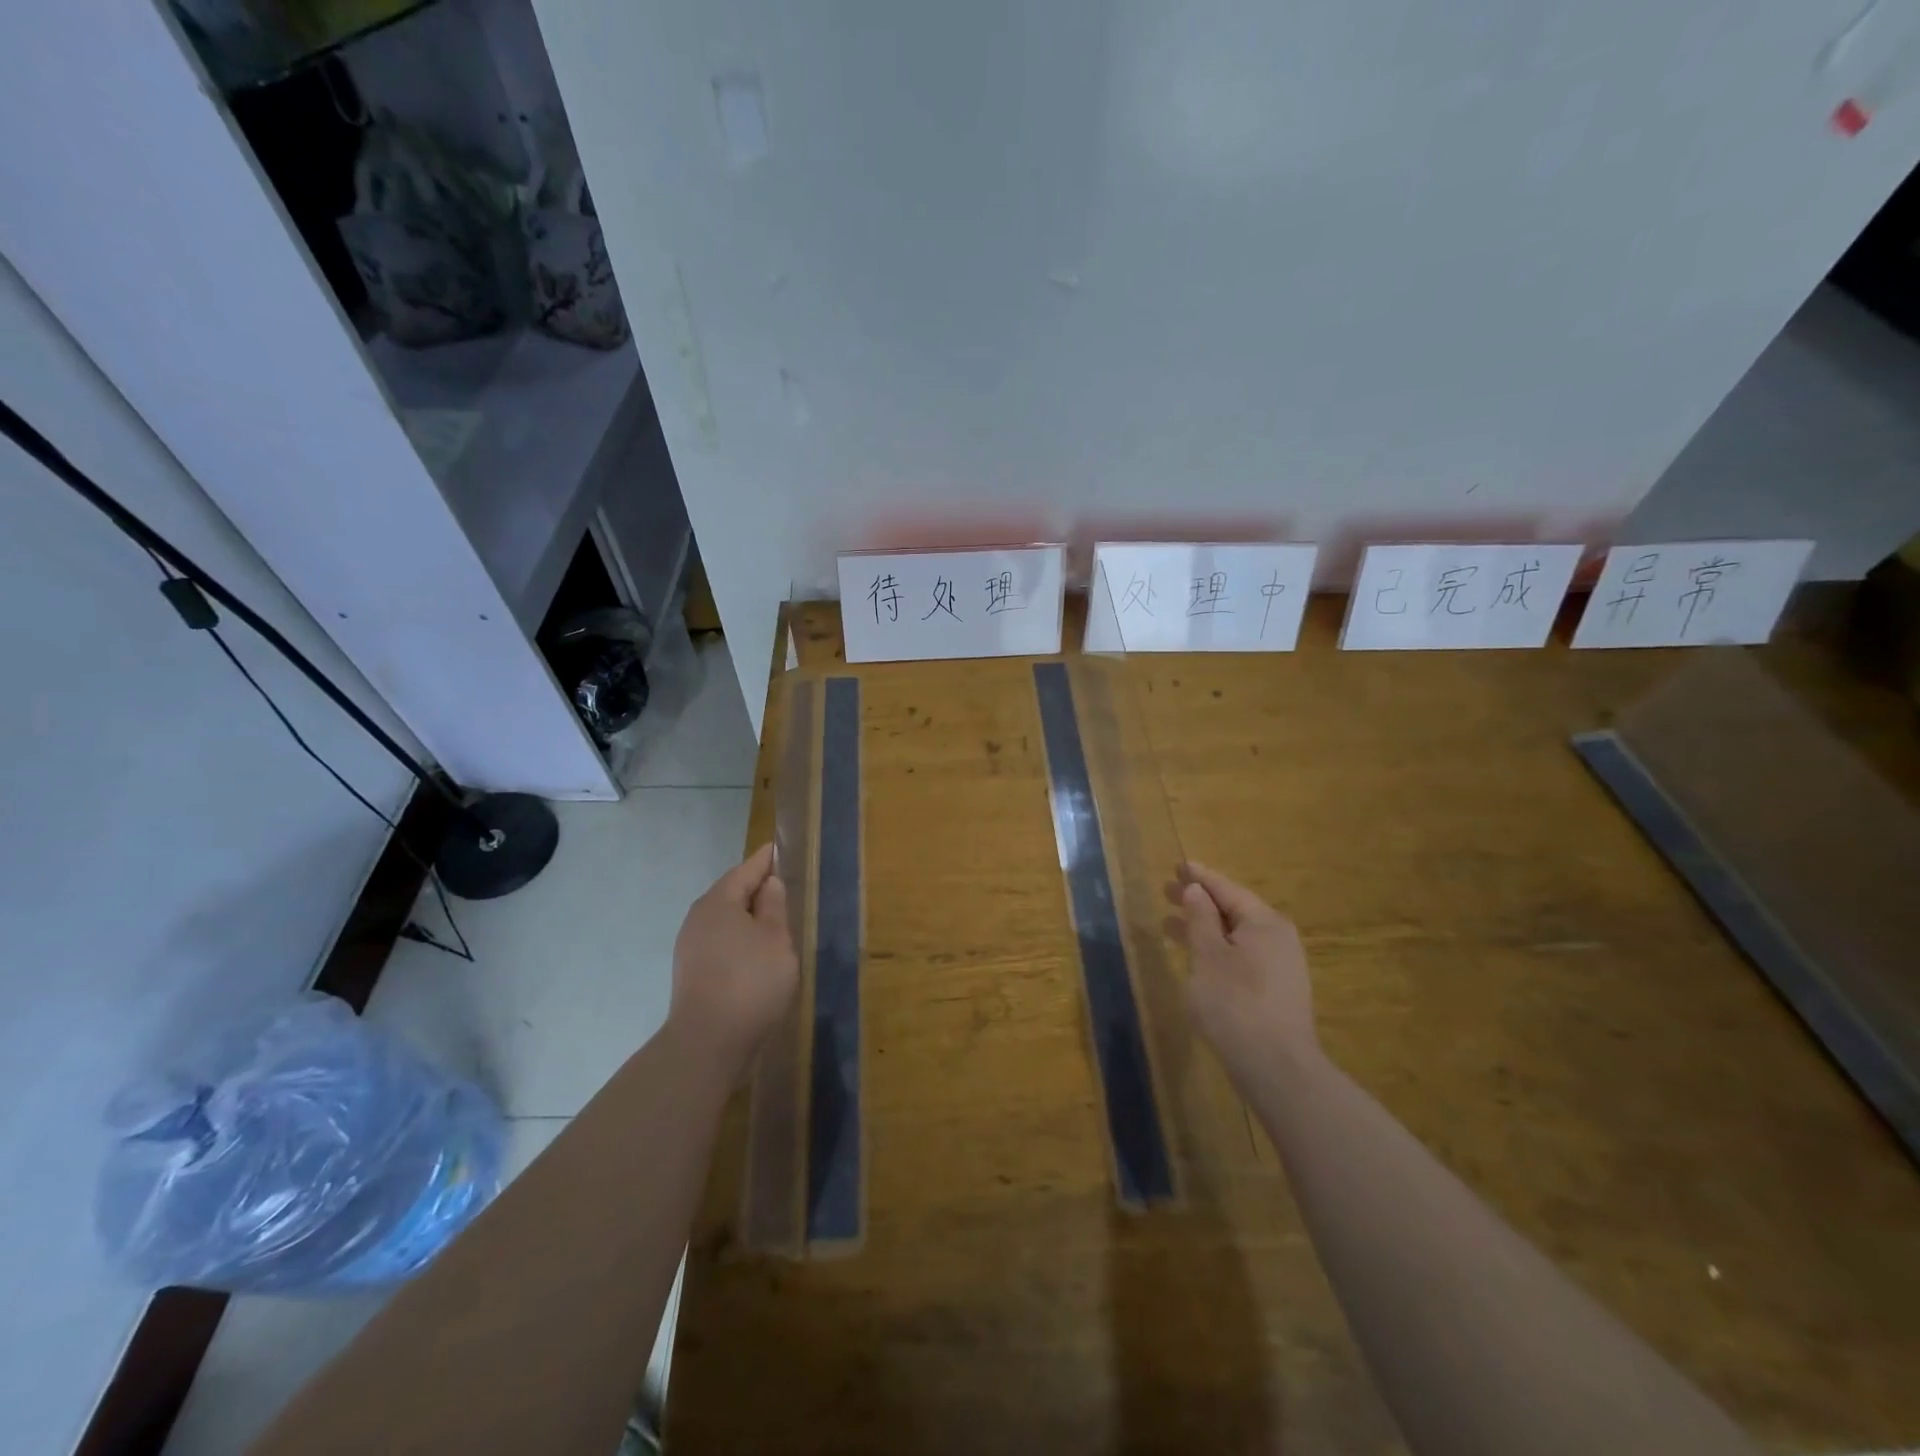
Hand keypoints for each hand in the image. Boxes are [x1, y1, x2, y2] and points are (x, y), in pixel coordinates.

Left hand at [669, 844, 798, 1073]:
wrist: (708, 1042)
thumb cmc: (750, 981)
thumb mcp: (775, 939)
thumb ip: (773, 907)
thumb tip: (769, 884)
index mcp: (719, 902)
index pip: (746, 870)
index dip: (765, 860)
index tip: (778, 848)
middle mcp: (698, 918)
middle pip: (730, 893)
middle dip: (754, 888)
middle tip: (781, 884)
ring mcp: (690, 946)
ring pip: (724, 920)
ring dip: (746, 916)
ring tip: (772, 920)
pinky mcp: (691, 972)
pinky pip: (719, 941)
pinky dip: (738, 938)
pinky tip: (754, 952)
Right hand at [1165, 861, 1315, 1081]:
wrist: (1275, 1068)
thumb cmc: (1235, 1003)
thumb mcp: (1208, 955)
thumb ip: (1200, 919)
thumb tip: (1196, 890)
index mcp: (1264, 923)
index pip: (1227, 889)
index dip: (1200, 877)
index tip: (1178, 865)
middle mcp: (1278, 939)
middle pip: (1233, 911)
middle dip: (1199, 902)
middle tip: (1167, 891)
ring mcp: (1280, 967)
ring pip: (1235, 937)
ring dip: (1203, 928)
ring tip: (1169, 924)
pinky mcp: (1275, 992)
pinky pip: (1241, 957)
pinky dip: (1216, 950)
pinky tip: (1196, 958)